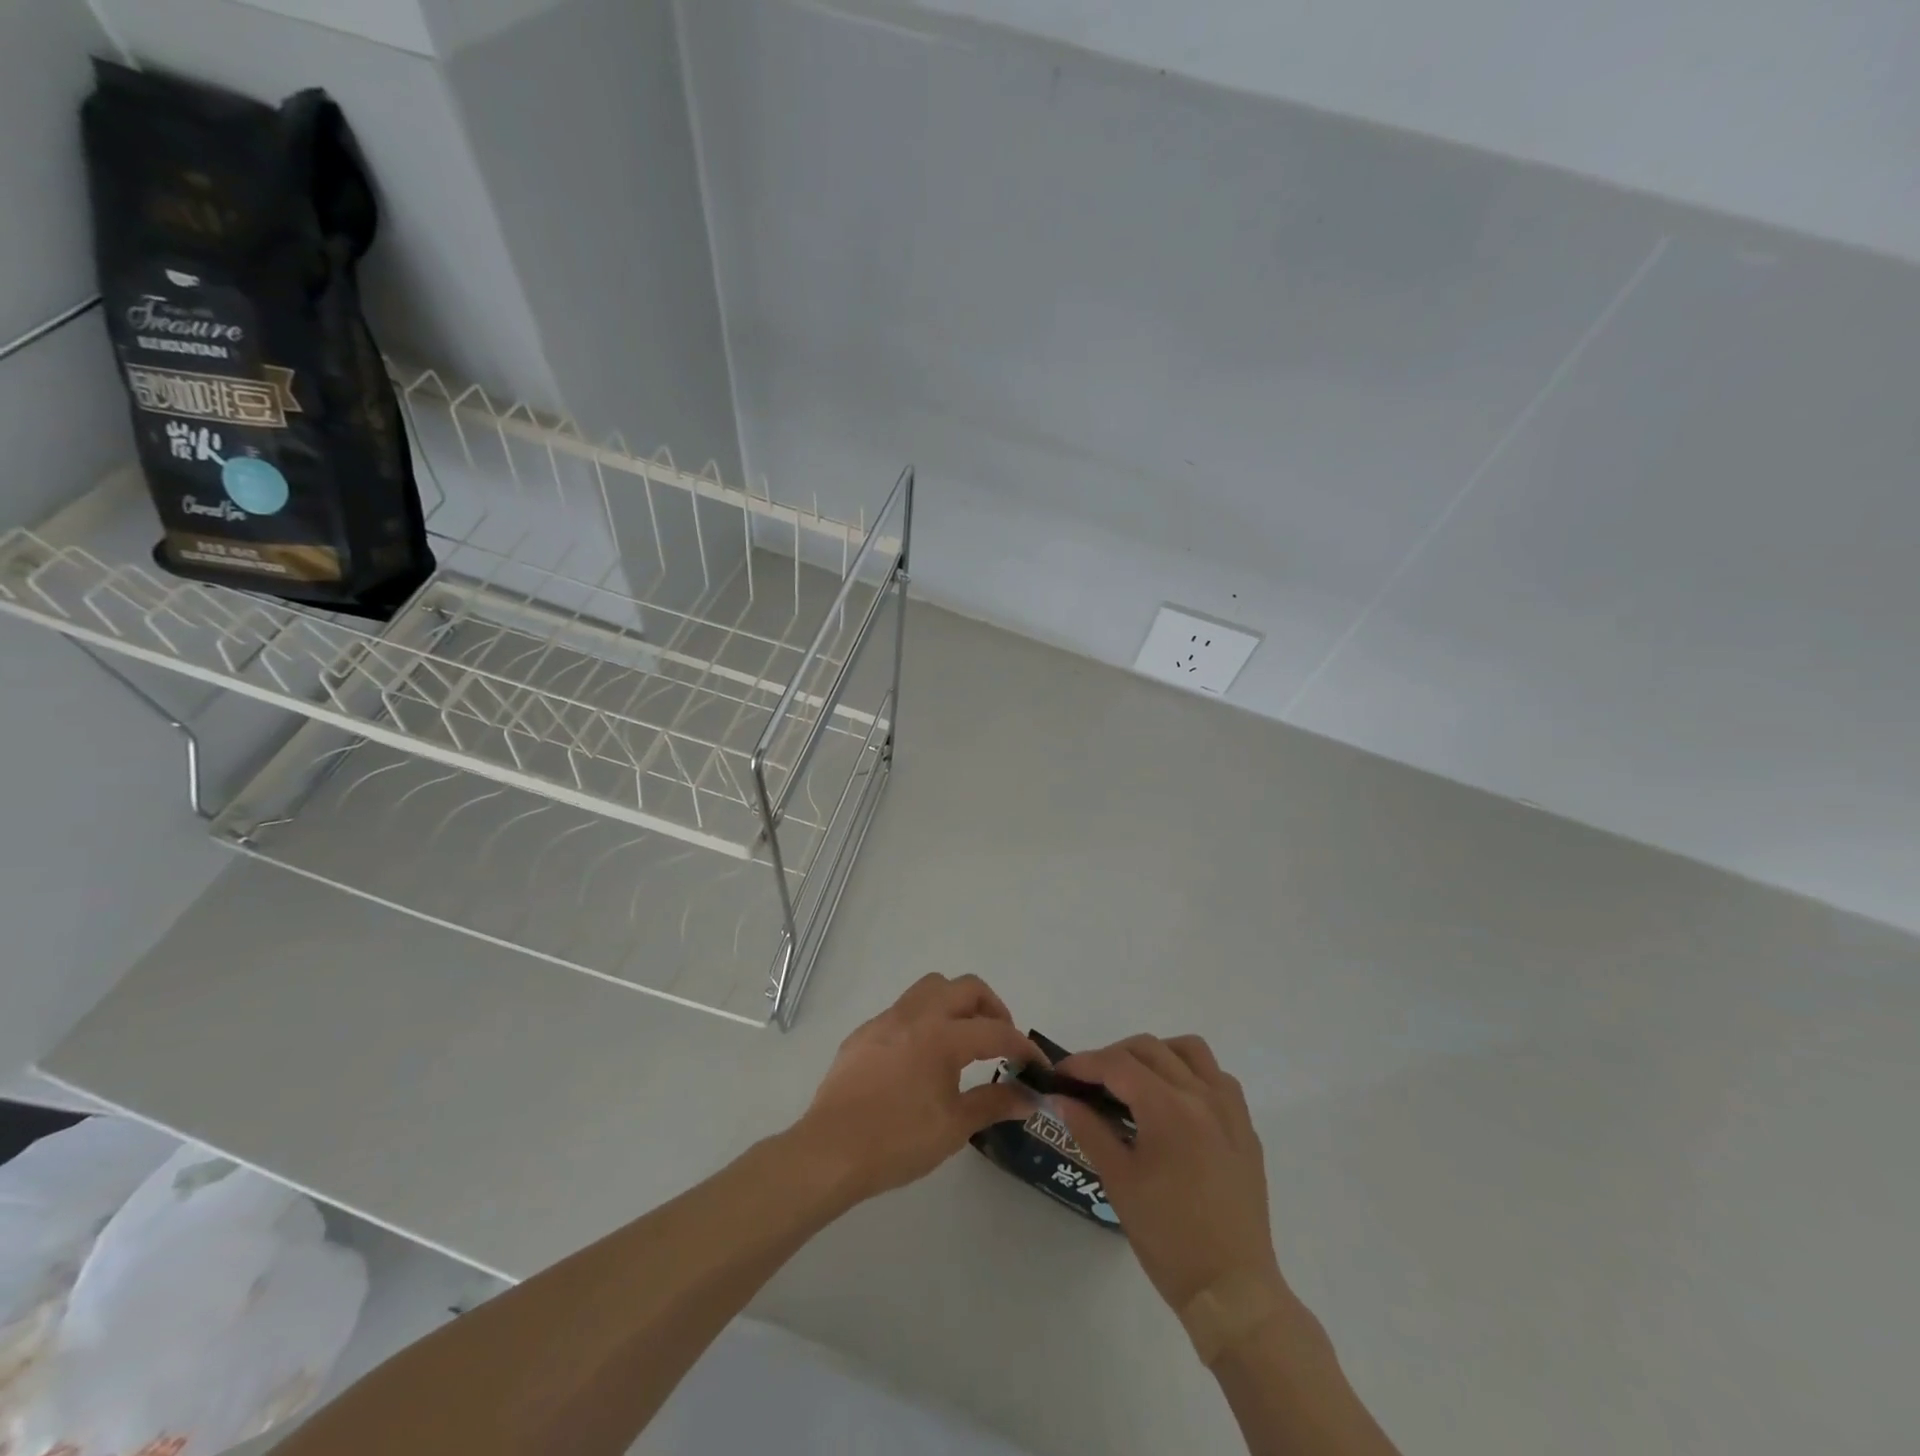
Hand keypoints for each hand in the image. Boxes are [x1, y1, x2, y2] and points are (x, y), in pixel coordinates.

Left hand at [793, 974, 1041, 1205]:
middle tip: (1000, 1039)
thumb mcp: (953, 1127)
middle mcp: (916, 1015)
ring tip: (964, 1038)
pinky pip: (903, 1010)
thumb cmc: (897, 1141)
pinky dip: (925, 1019)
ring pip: (931, 987)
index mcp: (942, 1036)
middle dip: (991, 1007)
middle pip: (965, 987)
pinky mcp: (864, 1032)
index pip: (995, 1031)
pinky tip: (922, 1056)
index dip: (1022, 1046)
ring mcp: (886, 1019)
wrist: (830, 1151)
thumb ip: (993, 1104)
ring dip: (956, 1003)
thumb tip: (1029, 1098)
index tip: (1036, 1065)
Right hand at [1054, 1036, 1282, 1311]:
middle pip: (1150, 1049)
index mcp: (1168, 1108)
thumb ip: (1089, 1130)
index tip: (1060, 1074)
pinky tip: (1175, 1102)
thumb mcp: (1119, 1182)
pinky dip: (1190, 1074)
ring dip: (1157, 1054)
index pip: (1118, 1064)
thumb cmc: (1168, 1238)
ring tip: (1135, 1081)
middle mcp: (1202, 1096)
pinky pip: (1217, 1078)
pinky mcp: (1245, 1129)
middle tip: (1089, 1082)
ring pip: (1190, 1051)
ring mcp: (1229, 1110)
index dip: (1084, 1063)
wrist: (1231, 1290)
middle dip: (1113, 1056)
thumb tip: (1061, 1098)